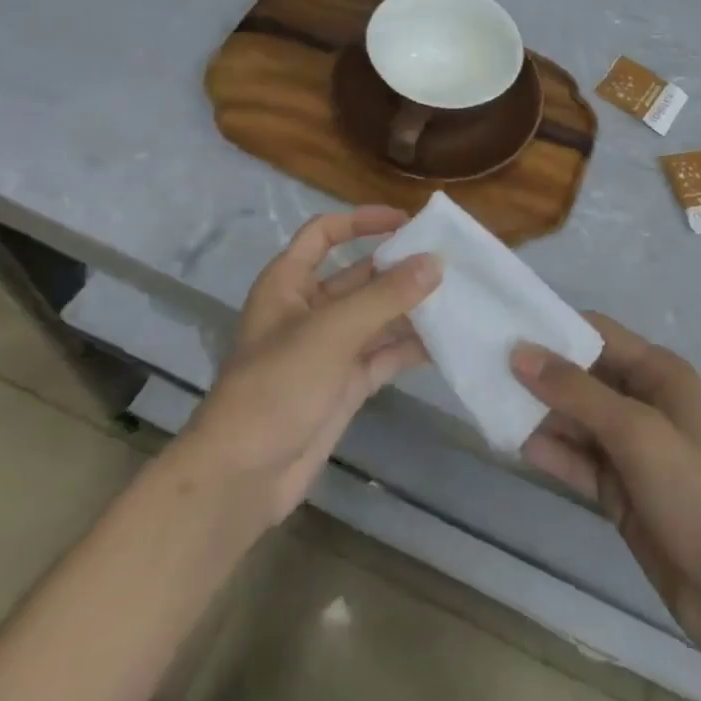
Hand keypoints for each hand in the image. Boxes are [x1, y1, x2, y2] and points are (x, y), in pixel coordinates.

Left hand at [184, 206, 438, 525]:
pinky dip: (411, 347)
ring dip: (411, 308)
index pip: (324, 234)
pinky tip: (447, 341)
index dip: (361, 221)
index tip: (406, 221)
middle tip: (449, 261)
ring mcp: (329, 349)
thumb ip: (386, 295)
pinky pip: (384, 355)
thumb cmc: (277, 385)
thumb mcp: (332, 331)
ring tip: (459, 297)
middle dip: (399, 268)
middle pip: (359, 275)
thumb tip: (436, 261)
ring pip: (377, 316)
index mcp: (289, 283)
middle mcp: (310, 310)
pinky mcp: (345, 385)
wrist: (242, 478)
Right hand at [512, 314, 700, 651]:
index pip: (598, 333)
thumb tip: (519, 352)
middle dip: (540, 372)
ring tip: (488, 401)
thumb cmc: (694, 491)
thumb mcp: (636, 432)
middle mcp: (642, 401)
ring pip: (574, 418)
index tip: (506, 327)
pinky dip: (550, 451)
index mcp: (658, 373)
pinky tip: (513, 444)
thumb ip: (576, 391)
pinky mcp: (618, 489)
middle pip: (581, 375)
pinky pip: (576, 459)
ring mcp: (630, 448)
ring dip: (539, 412)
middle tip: (485, 366)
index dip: (555, 328)